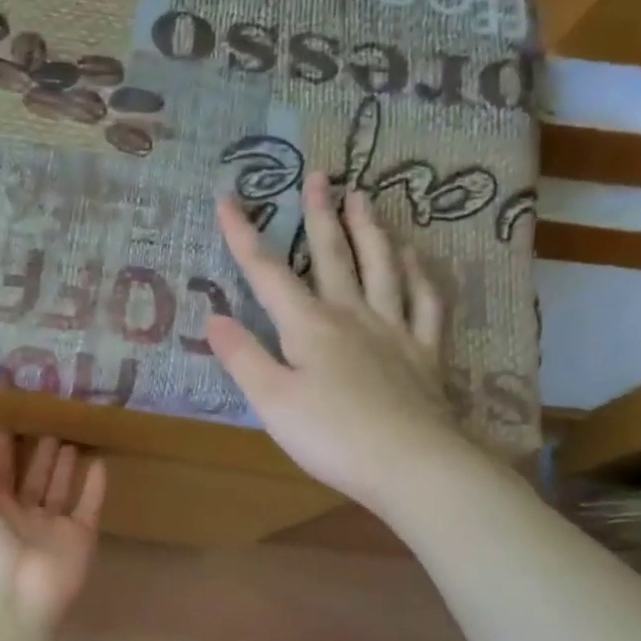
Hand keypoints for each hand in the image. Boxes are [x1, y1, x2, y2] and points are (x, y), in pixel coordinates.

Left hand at [0, 434, 105, 630]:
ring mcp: (51, 529)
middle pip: (32, 480)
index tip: (10, 424)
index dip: (2, 450)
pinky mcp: (80, 539)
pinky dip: (96, 488)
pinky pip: (89, 508)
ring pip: (60, 491)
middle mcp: (20, 517)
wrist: (5, 596)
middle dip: (39, 455)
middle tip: (49, 426)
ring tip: (72, 440)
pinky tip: (100, 464)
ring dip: (65, 467)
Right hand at [205, 171, 471, 511]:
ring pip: (383, 267)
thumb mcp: (271, 401)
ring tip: (364, 197)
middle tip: (319, 175)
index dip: (244, 236)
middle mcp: (352, 315)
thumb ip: (242, 357)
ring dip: (371, 230)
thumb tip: (214, 317)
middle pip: (333, 256)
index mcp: (309, 325)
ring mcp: (394, 331)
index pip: (268, 273)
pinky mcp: (425, 353)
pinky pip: (426, 303)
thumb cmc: (331, 436)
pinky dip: (421, 275)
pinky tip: (417, 258)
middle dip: (320, 215)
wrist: (412, 465)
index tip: (227, 199)